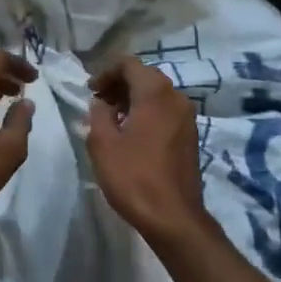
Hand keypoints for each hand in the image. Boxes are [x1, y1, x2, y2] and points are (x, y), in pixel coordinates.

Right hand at [87, 58, 208, 242]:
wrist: (173, 217)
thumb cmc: (134, 177)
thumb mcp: (103, 144)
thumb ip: (98, 114)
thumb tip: (101, 103)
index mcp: (155, 93)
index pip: (129, 64)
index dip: (106, 72)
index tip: (90, 91)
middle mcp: (176, 97)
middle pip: (145, 76)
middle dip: (119, 84)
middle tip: (98, 103)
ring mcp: (187, 116)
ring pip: (156, 94)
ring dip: (132, 99)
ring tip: (111, 119)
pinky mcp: (190, 135)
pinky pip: (165, 110)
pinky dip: (147, 112)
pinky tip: (131, 133)